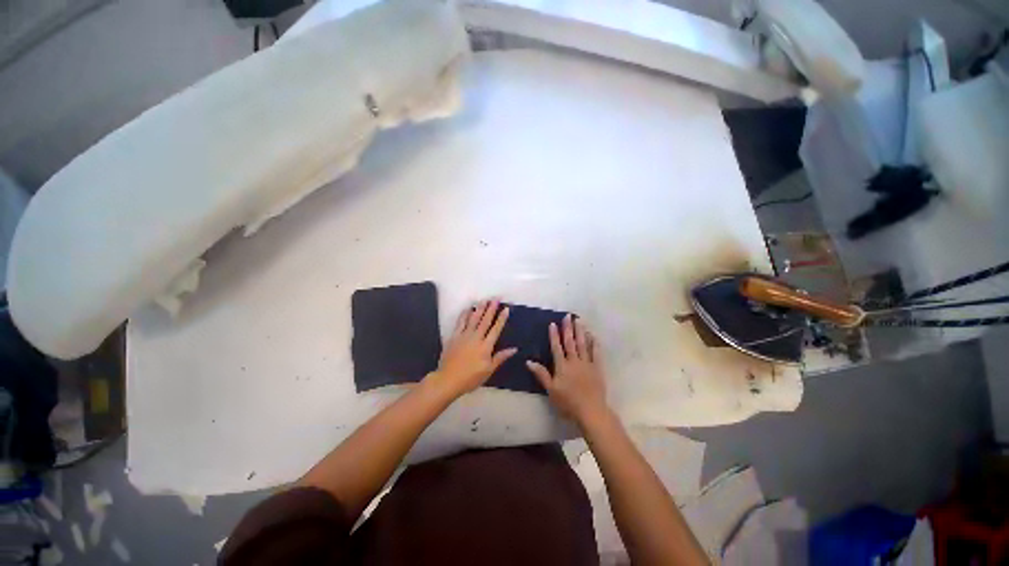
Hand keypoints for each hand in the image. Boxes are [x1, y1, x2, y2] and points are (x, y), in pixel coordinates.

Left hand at [431, 299, 516, 396]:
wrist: (448, 379)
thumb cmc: (471, 377)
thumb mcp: (488, 370)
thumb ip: (500, 357)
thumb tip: (514, 349)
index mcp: (486, 346)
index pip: (496, 329)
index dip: (501, 319)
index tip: (506, 309)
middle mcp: (476, 337)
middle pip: (485, 320)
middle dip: (491, 308)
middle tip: (496, 298)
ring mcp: (464, 335)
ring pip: (473, 318)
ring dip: (479, 308)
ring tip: (484, 300)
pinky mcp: (454, 336)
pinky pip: (460, 323)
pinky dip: (464, 315)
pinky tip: (467, 309)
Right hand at [527, 315, 608, 426]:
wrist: (590, 411)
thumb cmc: (568, 402)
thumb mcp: (551, 390)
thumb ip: (541, 374)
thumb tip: (528, 361)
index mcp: (562, 366)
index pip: (557, 347)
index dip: (554, 335)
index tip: (553, 323)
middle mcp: (574, 361)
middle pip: (570, 342)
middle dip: (568, 328)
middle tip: (567, 316)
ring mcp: (587, 364)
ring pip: (583, 344)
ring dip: (580, 332)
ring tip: (579, 321)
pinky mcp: (597, 368)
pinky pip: (596, 353)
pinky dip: (594, 344)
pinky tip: (593, 336)